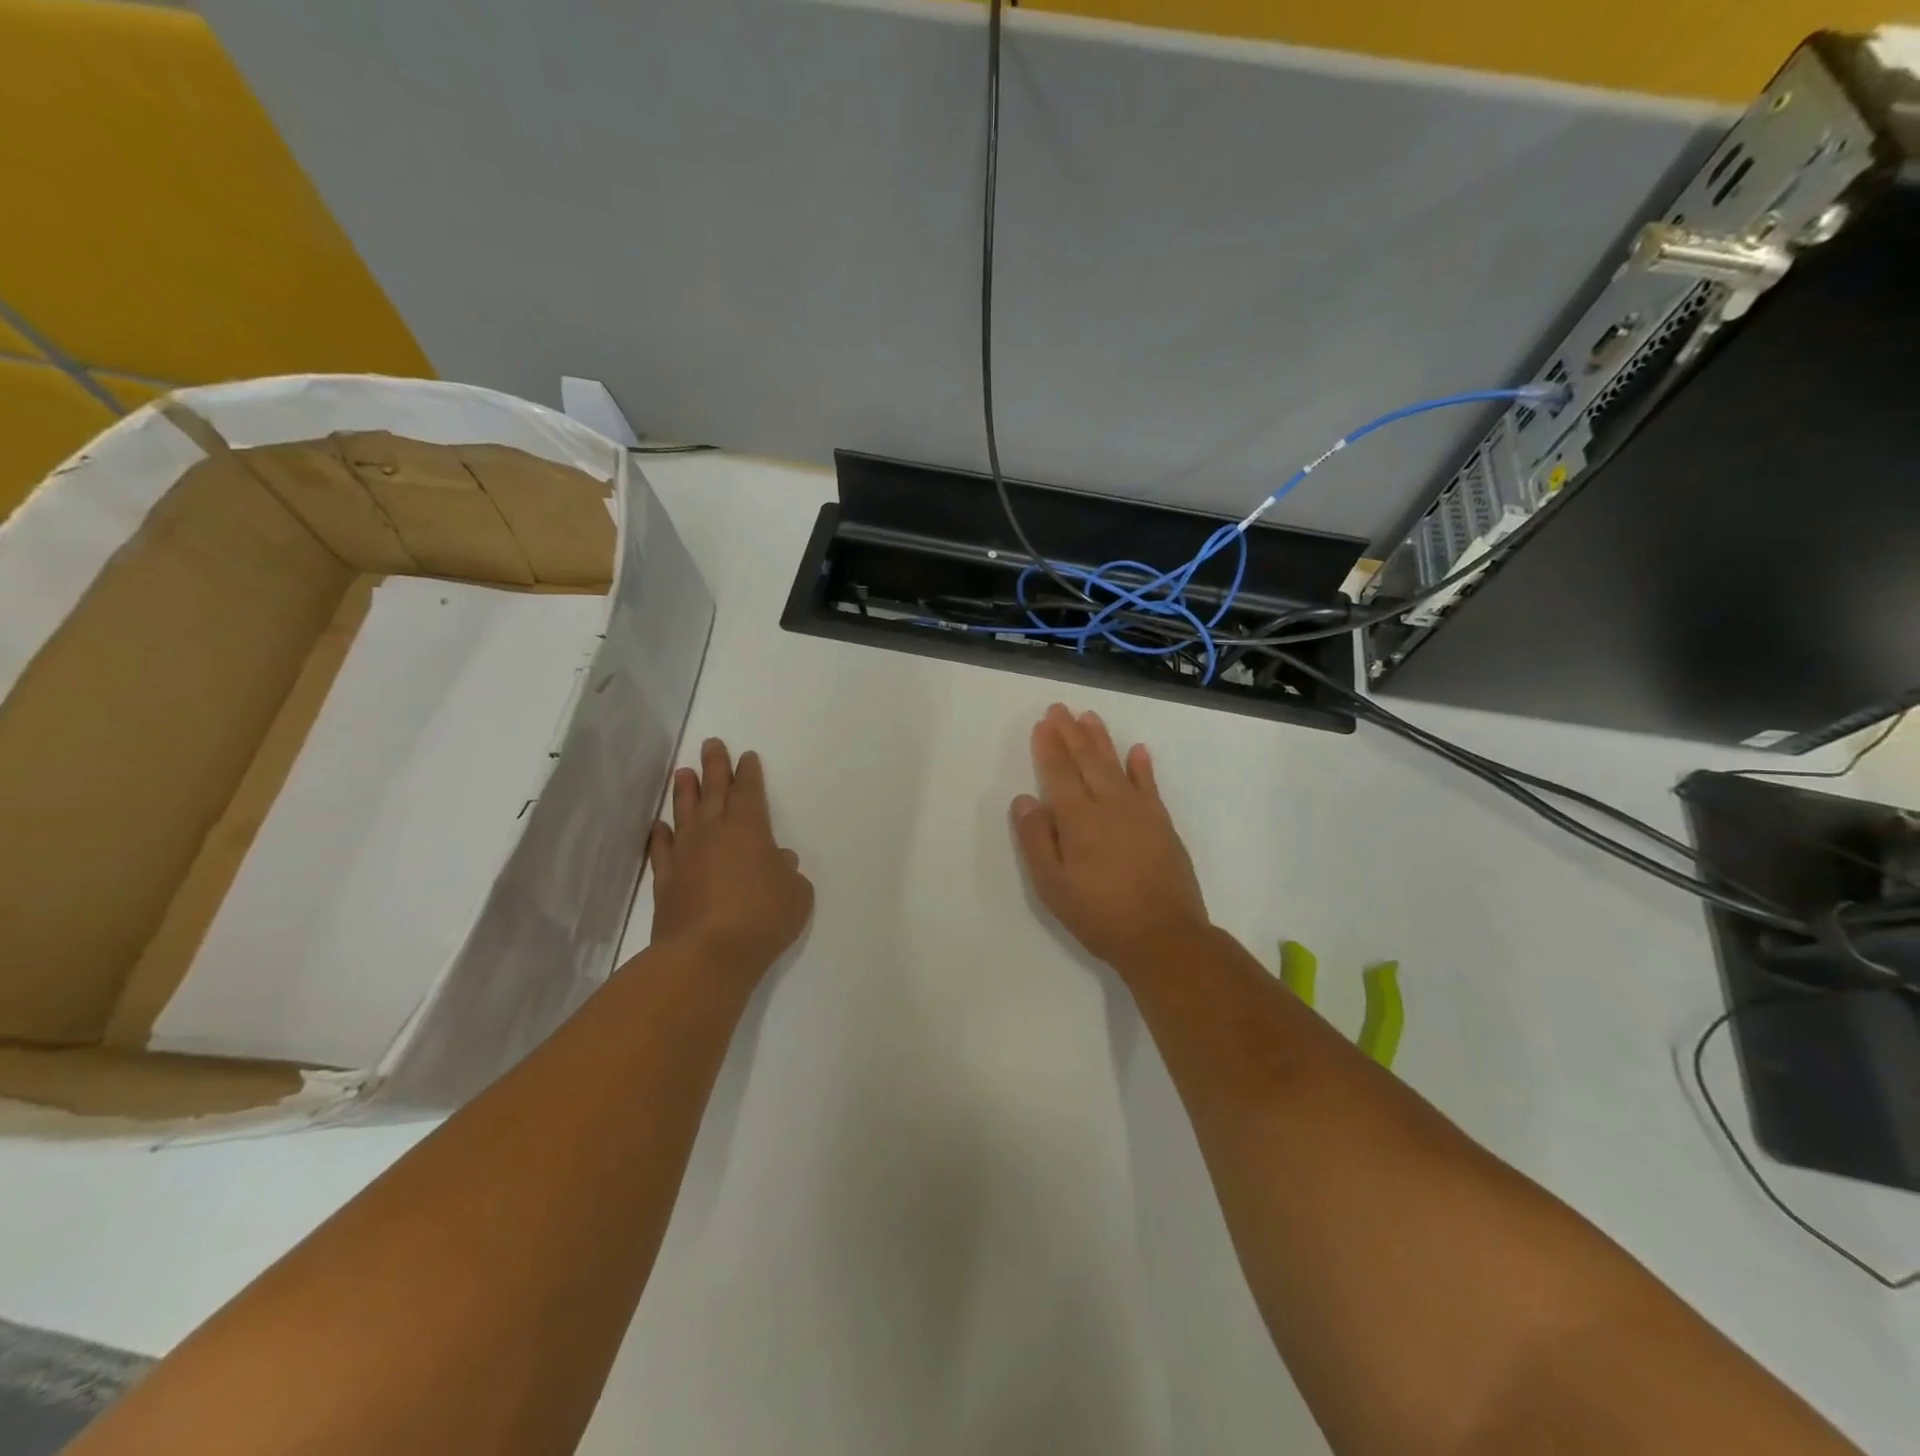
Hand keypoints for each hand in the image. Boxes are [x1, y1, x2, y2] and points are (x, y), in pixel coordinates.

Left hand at [648, 739, 813, 976]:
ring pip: (684, 814)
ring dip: (685, 792)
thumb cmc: (762, 918)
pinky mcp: (667, 882)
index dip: (749, 773)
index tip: (746, 756)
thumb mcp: (796, 895)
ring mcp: (686, 856)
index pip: (750, 792)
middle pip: (714, 791)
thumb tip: (779, 862)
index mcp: (750, 829)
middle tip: (711, 744)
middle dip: (715, 766)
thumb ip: (789, 874)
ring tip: (683, 772)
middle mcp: (714, 833)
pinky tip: (659, 826)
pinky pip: (662, 850)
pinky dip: (660, 836)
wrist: (707, 954)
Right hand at [1011, 704, 1209, 978]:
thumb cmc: (1099, 914)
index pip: (1059, 772)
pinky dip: (1142, 766)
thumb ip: (1036, 839)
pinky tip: (1137, 750)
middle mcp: (1108, 804)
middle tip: (1060, 709)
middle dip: (1071, 732)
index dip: (1049, 746)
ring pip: (1116, 764)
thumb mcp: (1053, 885)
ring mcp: (1139, 811)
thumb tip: (1024, 799)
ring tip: (1089, 717)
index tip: (1042, 723)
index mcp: (1078, 818)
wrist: (1163, 936)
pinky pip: (1149, 785)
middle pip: (1087, 759)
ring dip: (1101, 739)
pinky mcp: (1162, 823)